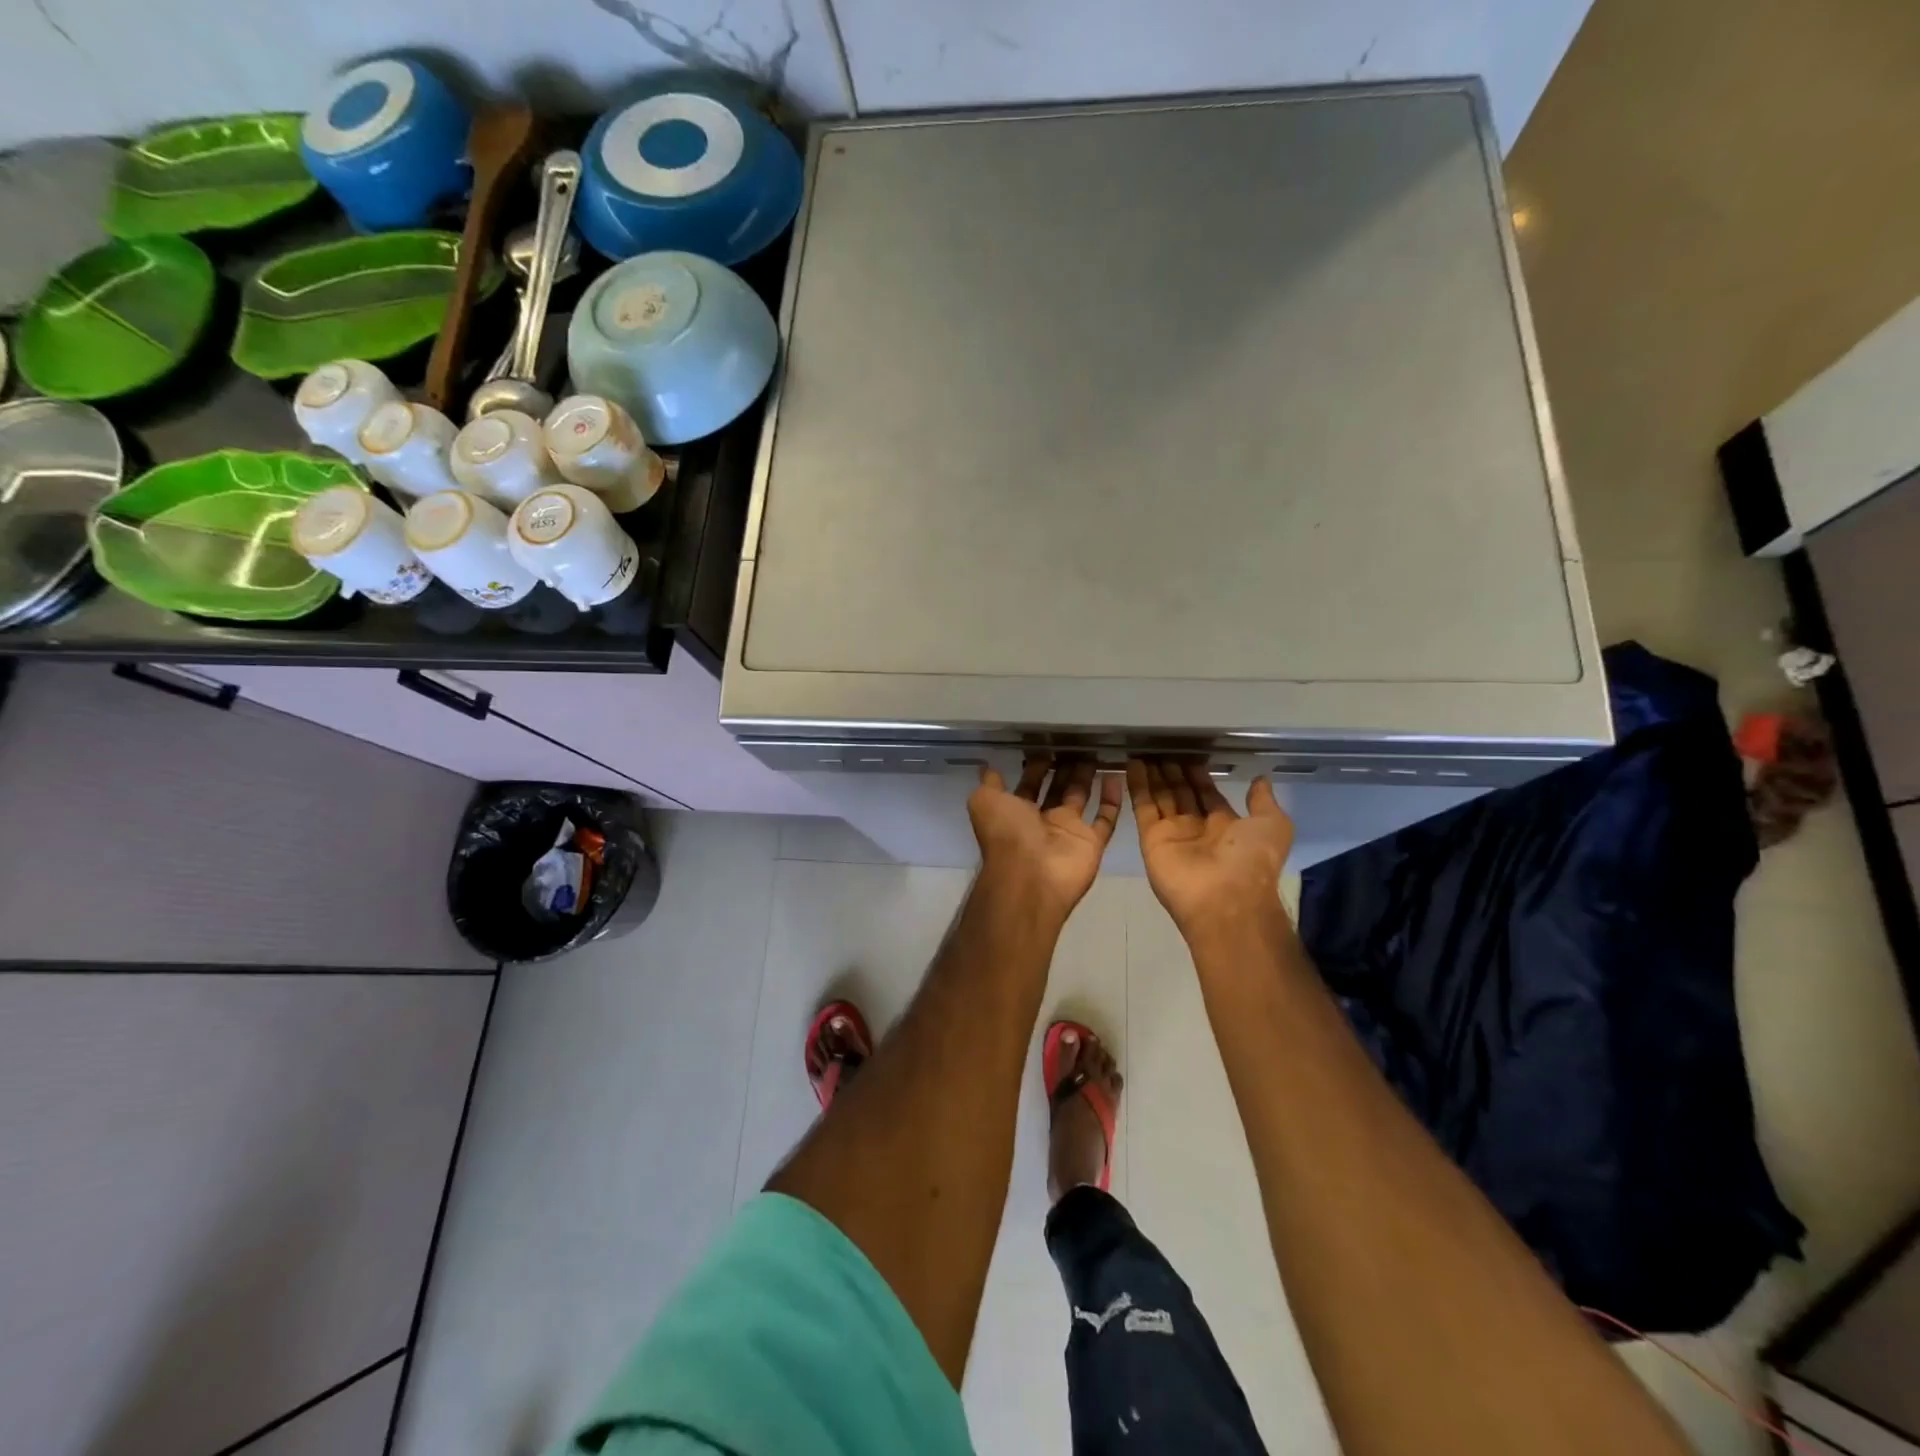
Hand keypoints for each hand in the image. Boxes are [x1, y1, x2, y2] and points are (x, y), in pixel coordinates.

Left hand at [970, 757, 1122, 917]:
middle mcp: (1042, 821)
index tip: (1048, 744)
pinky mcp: (1092, 842)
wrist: (1030, 877)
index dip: (1036, 766)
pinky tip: (1116, 775)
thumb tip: (988, 768)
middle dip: (1064, 768)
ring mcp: (1068, 832)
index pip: (1028, 784)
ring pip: (1081, 798)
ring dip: (1086, 777)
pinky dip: (1112, 799)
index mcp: (1016, 812)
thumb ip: (989, 784)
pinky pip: (1106, 818)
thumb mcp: (984, 802)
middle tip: (1077, 742)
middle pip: (1056, 789)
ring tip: (1096, 751)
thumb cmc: (1006, 834)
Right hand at [1128, 760, 1294, 939]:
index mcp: (1226, 827)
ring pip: (1160, 798)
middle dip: (1172, 773)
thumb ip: (1263, 802)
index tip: (1190, 755)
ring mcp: (1172, 834)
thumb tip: (1261, 780)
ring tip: (1144, 751)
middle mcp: (1197, 829)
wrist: (1225, 897)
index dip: (1199, 776)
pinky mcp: (1151, 839)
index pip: (1208, 795)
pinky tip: (1132, 764)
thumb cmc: (1252, 859)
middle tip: (1161, 748)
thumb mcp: (1273, 825)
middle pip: (1181, 795)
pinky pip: (1142, 807)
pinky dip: (1137, 786)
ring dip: (1153, 775)